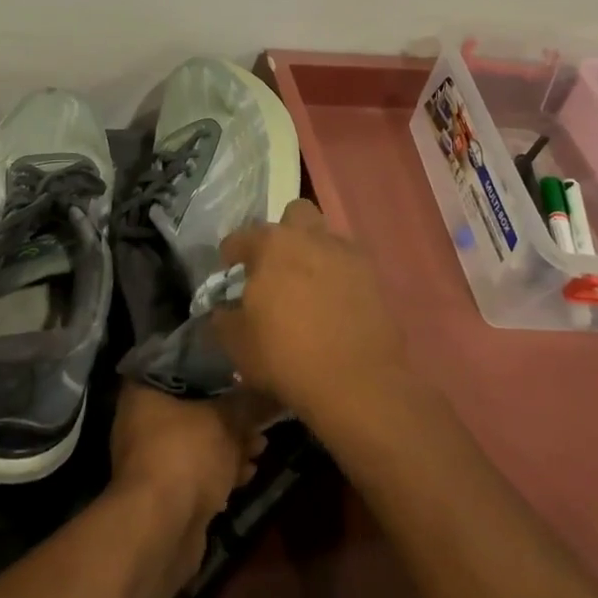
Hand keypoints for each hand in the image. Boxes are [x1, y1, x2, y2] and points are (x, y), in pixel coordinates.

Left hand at [108, 385, 267, 586]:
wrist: (162, 529)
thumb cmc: (186, 454)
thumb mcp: (226, 420)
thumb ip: (250, 403)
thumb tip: (274, 393)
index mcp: (143, 392)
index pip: (177, 365)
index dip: (210, 367)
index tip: (238, 367)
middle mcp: (141, 421)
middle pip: (191, 407)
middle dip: (227, 413)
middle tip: (258, 414)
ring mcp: (151, 459)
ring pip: (197, 442)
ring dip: (229, 445)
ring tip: (261, 444)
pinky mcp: (165, 493)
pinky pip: (197, 472)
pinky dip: (221, 471)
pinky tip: (249, 472)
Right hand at [216, 199, 409, 424]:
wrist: (356, 383)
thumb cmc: (285, 356)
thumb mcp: (236, 343)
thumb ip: (223, 317)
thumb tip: (225, 308)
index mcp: (272, 245)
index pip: (241, 237)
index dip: (231, 255)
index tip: (230, 274)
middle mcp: (311, 237)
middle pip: (295, 214)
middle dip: (283, 233)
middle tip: (276, 268)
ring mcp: (348, 255)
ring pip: (326, 239)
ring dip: (314, 254)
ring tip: (308, 289)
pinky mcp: (375, 278)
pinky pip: (350, 267)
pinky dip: (340, 279)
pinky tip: (335, 306)